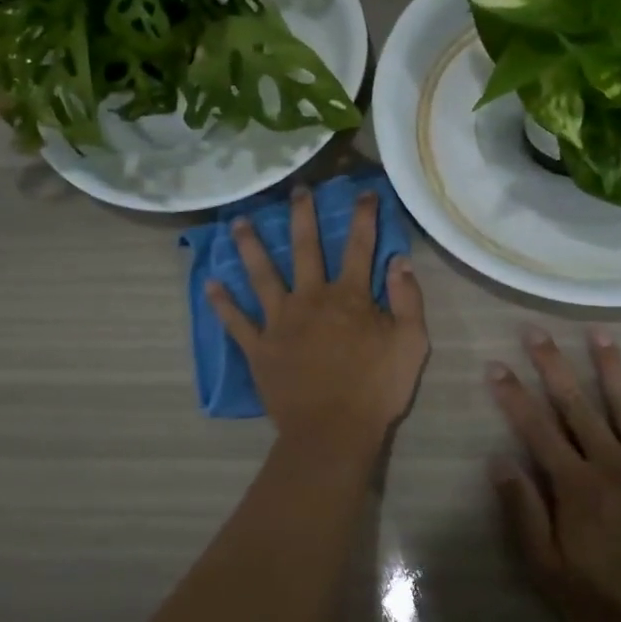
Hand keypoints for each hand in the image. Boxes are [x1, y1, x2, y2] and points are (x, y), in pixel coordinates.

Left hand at [207, 185, 428, 452]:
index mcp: (348, 296)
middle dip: (302, 215)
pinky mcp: (259, 347)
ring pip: (261, 275)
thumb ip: (407, 299)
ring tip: (238, 223)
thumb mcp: (411, 343)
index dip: (363, 216)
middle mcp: (310, 298)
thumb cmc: (377, 389)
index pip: (359, 245)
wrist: (333, 431)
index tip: (363, 190)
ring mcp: (279, 321)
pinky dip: (222, 303)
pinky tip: (209, 284)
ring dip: (250, 247)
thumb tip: (399, 260)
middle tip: (296, 190)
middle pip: (304, 248)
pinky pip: (236, 321)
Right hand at [487, 327, 620, 621]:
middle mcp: (613, 463)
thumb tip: (499, 461)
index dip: (514, 395)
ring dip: (612, 367)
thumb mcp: (548, 570)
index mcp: (576, 484)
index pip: (537, 428)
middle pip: (578, 405)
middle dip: (554, 365)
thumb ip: (523, 513)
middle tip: (537, 331)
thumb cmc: (607, 602)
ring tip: (599, 333)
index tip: (496, 365)